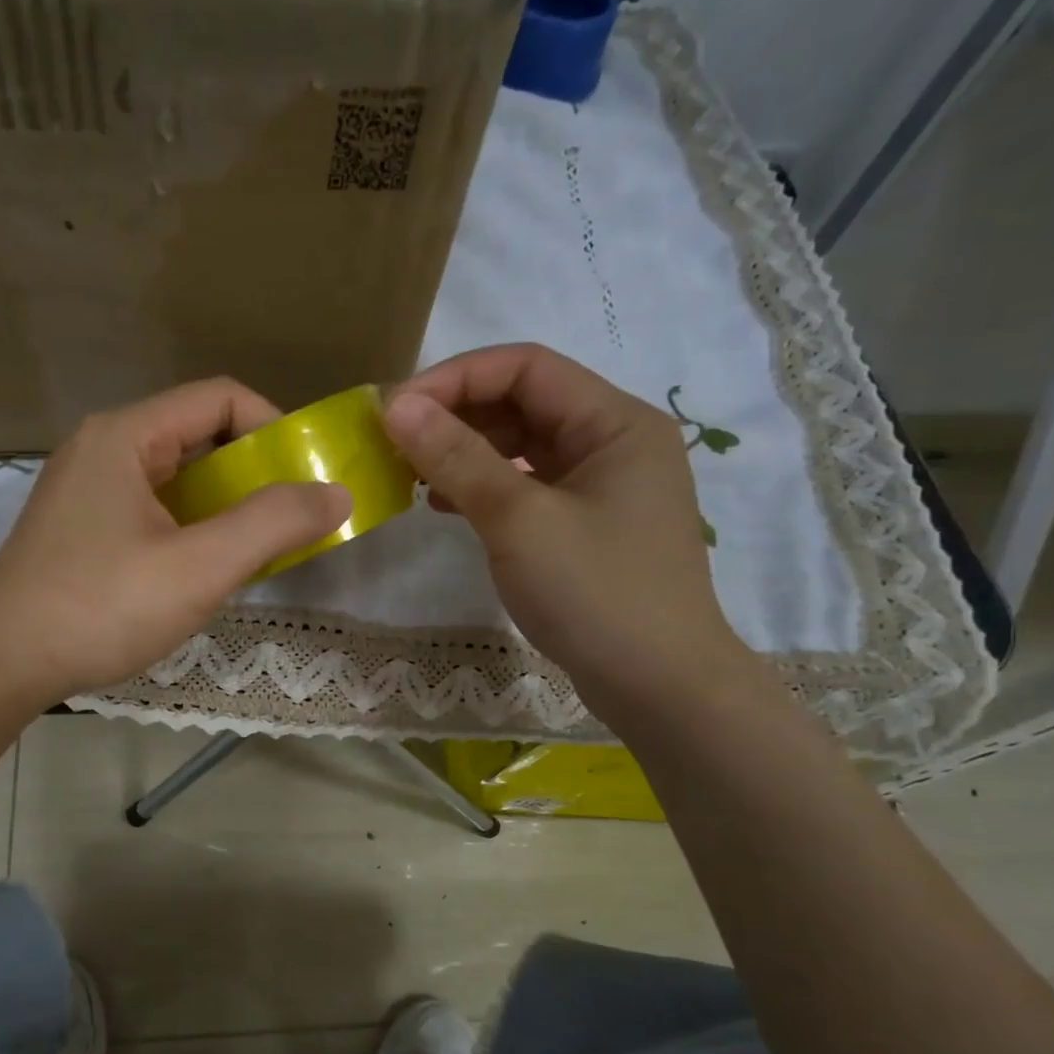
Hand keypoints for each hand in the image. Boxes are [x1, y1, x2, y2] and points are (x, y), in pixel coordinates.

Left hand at [0, 378, 351, 706]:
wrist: (0, 666)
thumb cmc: (100, 608)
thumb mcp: (199, 566)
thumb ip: (273, 524)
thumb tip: (336, 493)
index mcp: (126, 436)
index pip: (220, 399)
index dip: (274, 429)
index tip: (306, 479)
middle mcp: (102, 450)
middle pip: (198, 438)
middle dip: (253, 477)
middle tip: (289, 524)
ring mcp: (85, 492)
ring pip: (176, 482)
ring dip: (223, 510)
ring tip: (252, 555)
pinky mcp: (79, 531)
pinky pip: (151, 513)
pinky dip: (190, 532)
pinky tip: (202, 575)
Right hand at [382, 343, 748, 719]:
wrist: (657, 685)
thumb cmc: (594, 593)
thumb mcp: (518, 520)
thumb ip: (457, 458)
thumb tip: (397, 405)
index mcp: (615, 423)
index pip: (526, 367)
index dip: (456, 378)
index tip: (395, 410)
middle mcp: (613, 443)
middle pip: (524, 403)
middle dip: (456, 416)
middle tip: (395, 443)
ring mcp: (601, 487)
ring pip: (521, 447)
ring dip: (465, 453)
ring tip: (412, 475)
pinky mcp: (585, 526)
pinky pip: (526, 487)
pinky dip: (483, 489)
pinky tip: (444, 507)